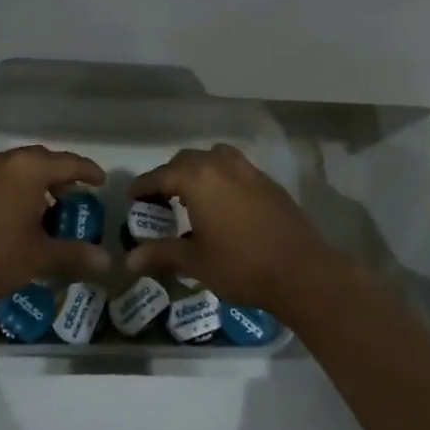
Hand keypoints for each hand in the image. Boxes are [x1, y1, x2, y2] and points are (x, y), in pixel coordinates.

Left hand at [0, 145, 108, 305]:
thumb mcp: (38, 257)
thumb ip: (74, 254)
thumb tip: (108, 261)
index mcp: (29, 169)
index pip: (69, 162)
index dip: (89, 172)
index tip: (102, 182)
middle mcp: (6, 161)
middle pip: (43, 160)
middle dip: (63, 176)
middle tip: (77, 197)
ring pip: (20, 169)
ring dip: (39, 183)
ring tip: (50, 209)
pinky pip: (3, 178)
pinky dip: (18, 189)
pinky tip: (21, 216)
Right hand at [126, 144, 333, 310]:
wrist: (300, 270)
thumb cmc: (240, 265)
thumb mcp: (195, 261)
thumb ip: (161, 253)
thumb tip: (129, 259)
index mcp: (198, 179)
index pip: (161, 175)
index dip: (143, 186)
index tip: (131, 196)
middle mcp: (222, 165)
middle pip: (187, 160)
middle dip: (170, 176)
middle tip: (159, 199)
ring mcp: (249, 171)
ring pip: (215, 158)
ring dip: (199, 171)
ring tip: (192, 197)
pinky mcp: (269, 183)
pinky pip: (236, 170)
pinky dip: (222, 179)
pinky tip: (223, 204)